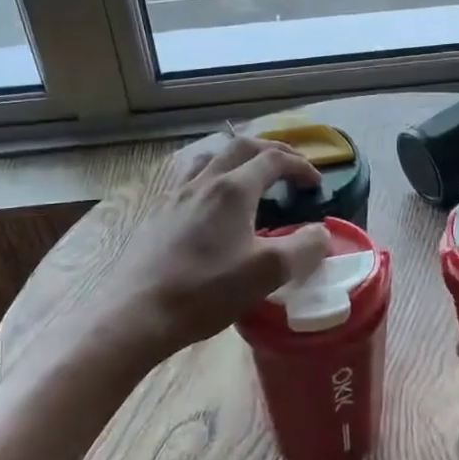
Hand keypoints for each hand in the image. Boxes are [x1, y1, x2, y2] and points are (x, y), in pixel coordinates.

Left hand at [90, 134, 333, 367]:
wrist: (137, 312)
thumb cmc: (206, 290)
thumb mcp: (267, 272)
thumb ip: (303, 248)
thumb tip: (321, 233)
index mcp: (233, 189)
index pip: (273, 159)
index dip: (300, 166)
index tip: (317, 183)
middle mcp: (204, 182)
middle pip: (241, 147)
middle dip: (272, 151)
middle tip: (291, 165)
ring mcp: (176, 197)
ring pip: (211, 159)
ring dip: (237, 158)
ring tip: (250, 174)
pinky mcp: (158, 216)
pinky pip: (191, 181)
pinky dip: (213, 179)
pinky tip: (212, 207)